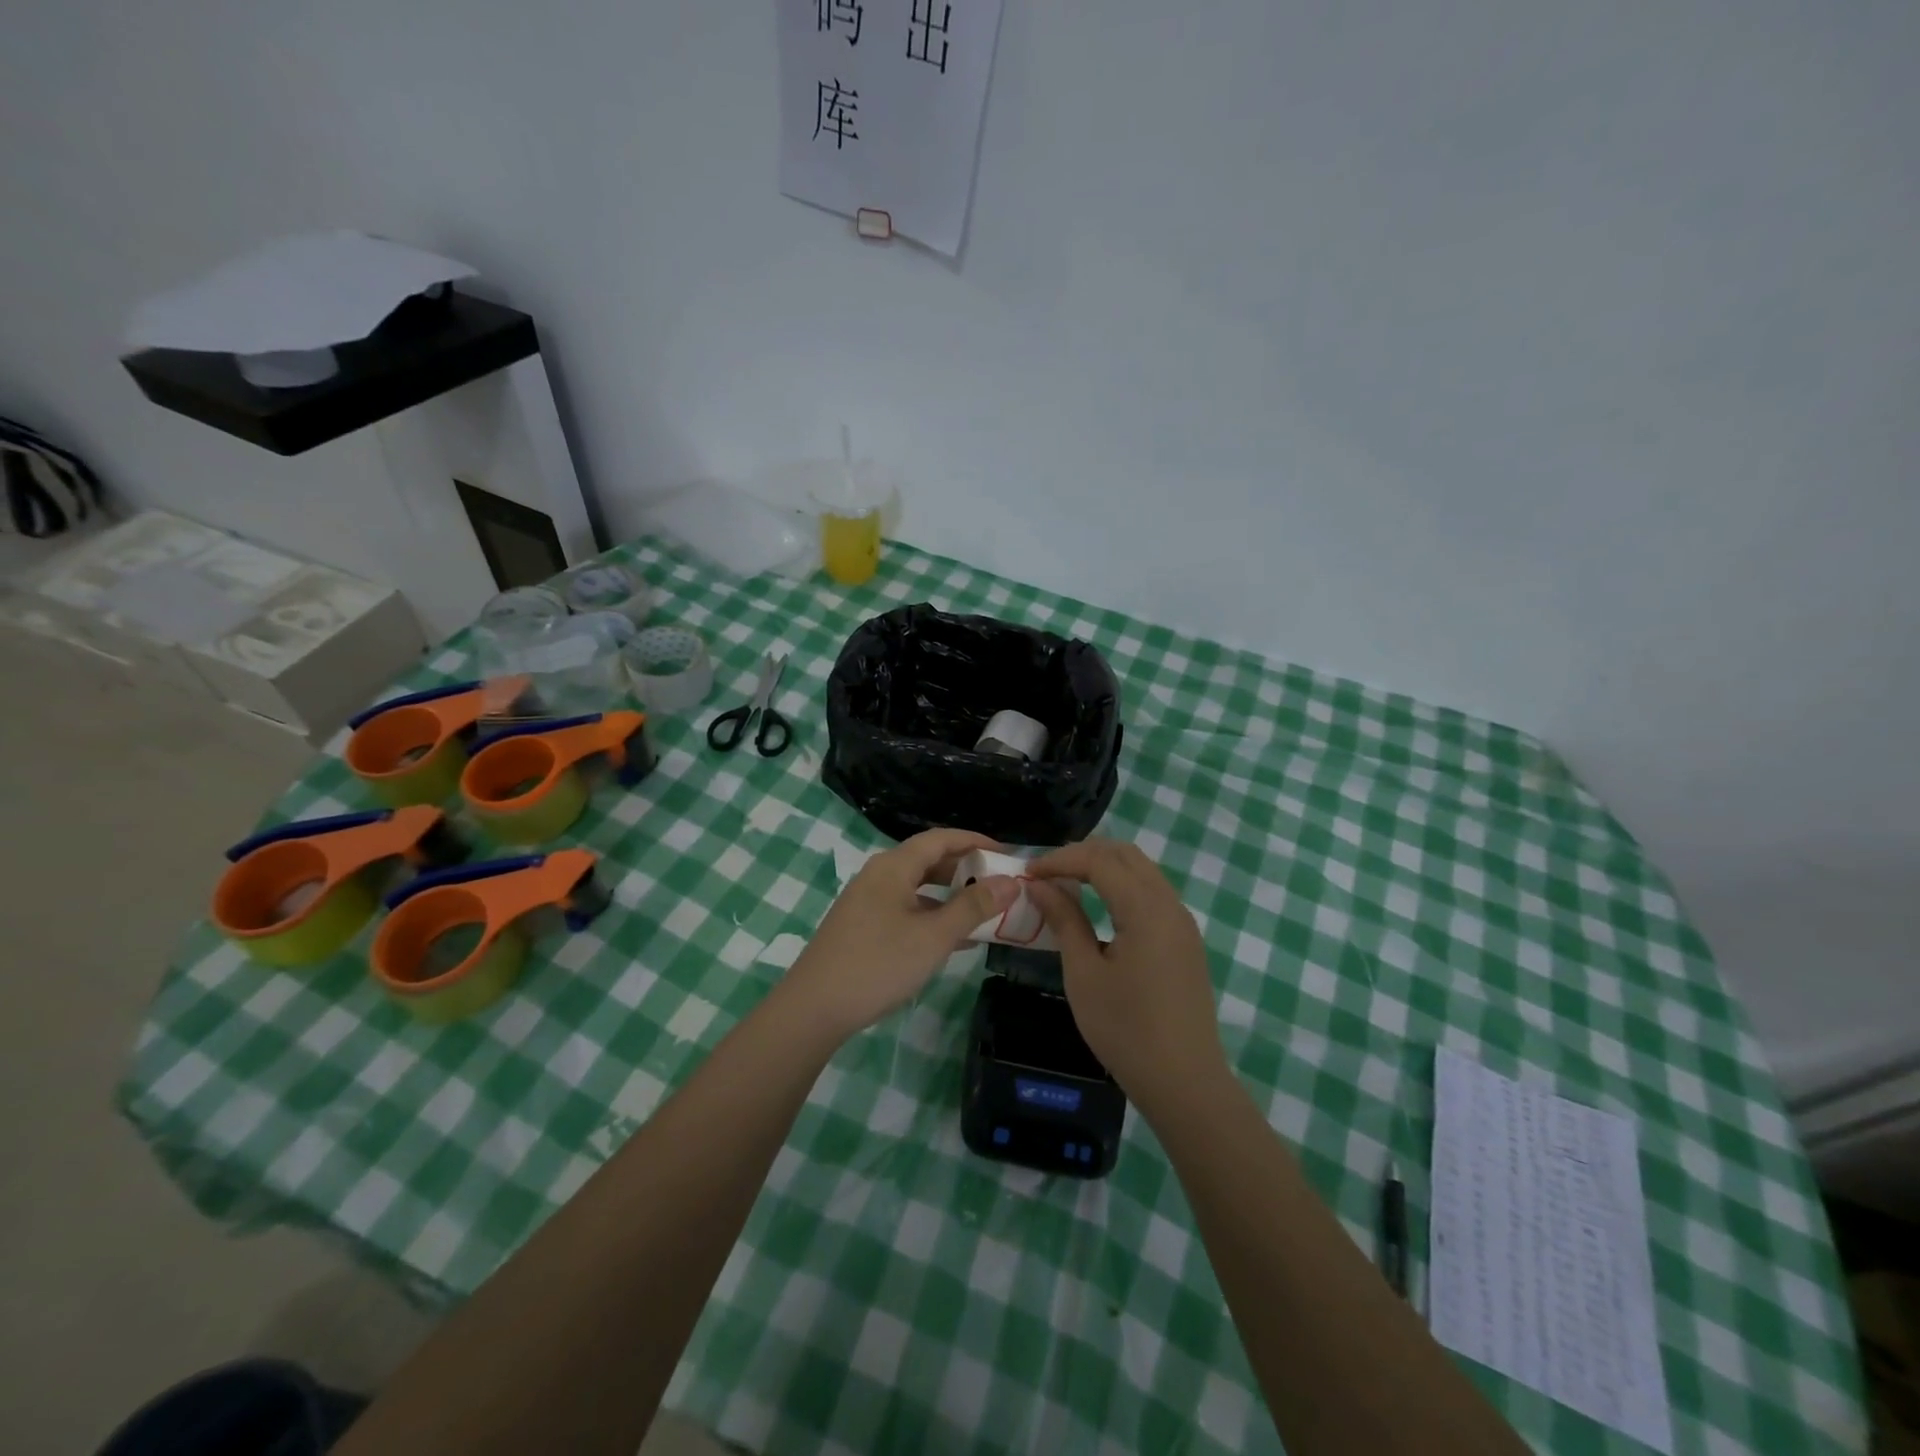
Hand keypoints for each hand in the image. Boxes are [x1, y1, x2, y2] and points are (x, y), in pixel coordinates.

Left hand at [783, 828, 1020, 1041]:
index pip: (940, 838)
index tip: (1006, 853)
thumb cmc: (878, 964)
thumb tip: (1010, 882)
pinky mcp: (862, 926)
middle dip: (965, 868)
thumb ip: (973, 907)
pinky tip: (954, 940)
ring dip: (950, 895)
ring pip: (917, 887)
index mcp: (894, 867)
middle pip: (928, 859)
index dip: (975, 841)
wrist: (814, 1008)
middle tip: (999, 882)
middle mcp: (878, 875)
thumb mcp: (934, 936)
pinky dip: (932, 915)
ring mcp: (867, 901)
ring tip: (983, 910)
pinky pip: (905, 908)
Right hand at [1026, 838, 1229, 1118]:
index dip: (1060, 859)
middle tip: (1047, 872)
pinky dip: (1122, 886)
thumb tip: (1040, 885)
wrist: (1184, 1082)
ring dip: (1104, 867)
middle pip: (1126, 854)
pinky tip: (1099, 906)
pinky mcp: (1185, 940)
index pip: (1100, 860)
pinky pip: (1152, 893)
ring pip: (1142, 870)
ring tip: (1068, 884)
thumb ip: (1064, 920)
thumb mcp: (1084, 974)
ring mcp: (1183, 922)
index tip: (1028, 874)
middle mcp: (1170, 905)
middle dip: (1083, 854)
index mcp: (1146, 909)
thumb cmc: (1125, 1030)